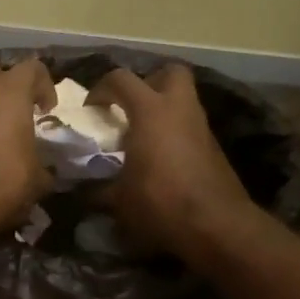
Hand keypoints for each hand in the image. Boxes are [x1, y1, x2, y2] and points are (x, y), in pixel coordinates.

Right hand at [89, 64, 253, 259]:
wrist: (216, 225)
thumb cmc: (160, 203)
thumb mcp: (119, 200)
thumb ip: (98, 190)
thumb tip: (83, 193)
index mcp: (151, 111)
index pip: (121, 79)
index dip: (101, 89)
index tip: (91, 110)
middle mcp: (179, 109)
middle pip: (170, 72)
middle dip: (149, 82)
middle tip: (132, 106)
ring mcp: (201, 127)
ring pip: (184, 101)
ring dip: (163, 111)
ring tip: (143, 136)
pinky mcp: (214, 148)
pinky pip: (190, 128)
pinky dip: (175, 134)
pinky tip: (162, 159)